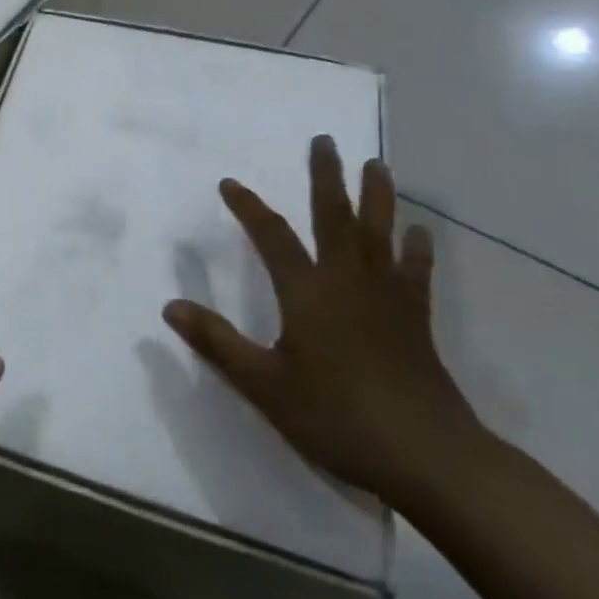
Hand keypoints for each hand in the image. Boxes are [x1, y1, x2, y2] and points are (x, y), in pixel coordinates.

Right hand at [163, 135, 481, 505]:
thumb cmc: (336, 417)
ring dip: (377, 196)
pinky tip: (419, 232)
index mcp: (307, 292)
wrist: (428, 457)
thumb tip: (170, 306)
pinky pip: (415, 272)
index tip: (230, 182)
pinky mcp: (415, 320)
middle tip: (325, 141)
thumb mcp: (263, 384)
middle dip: (326, 177)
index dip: (248, 207)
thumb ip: (217, 341)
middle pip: (336, 218)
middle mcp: (347, 282)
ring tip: (377, 164)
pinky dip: (416, 248)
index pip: (272, 237)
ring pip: (380, 234)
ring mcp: (387, 298)